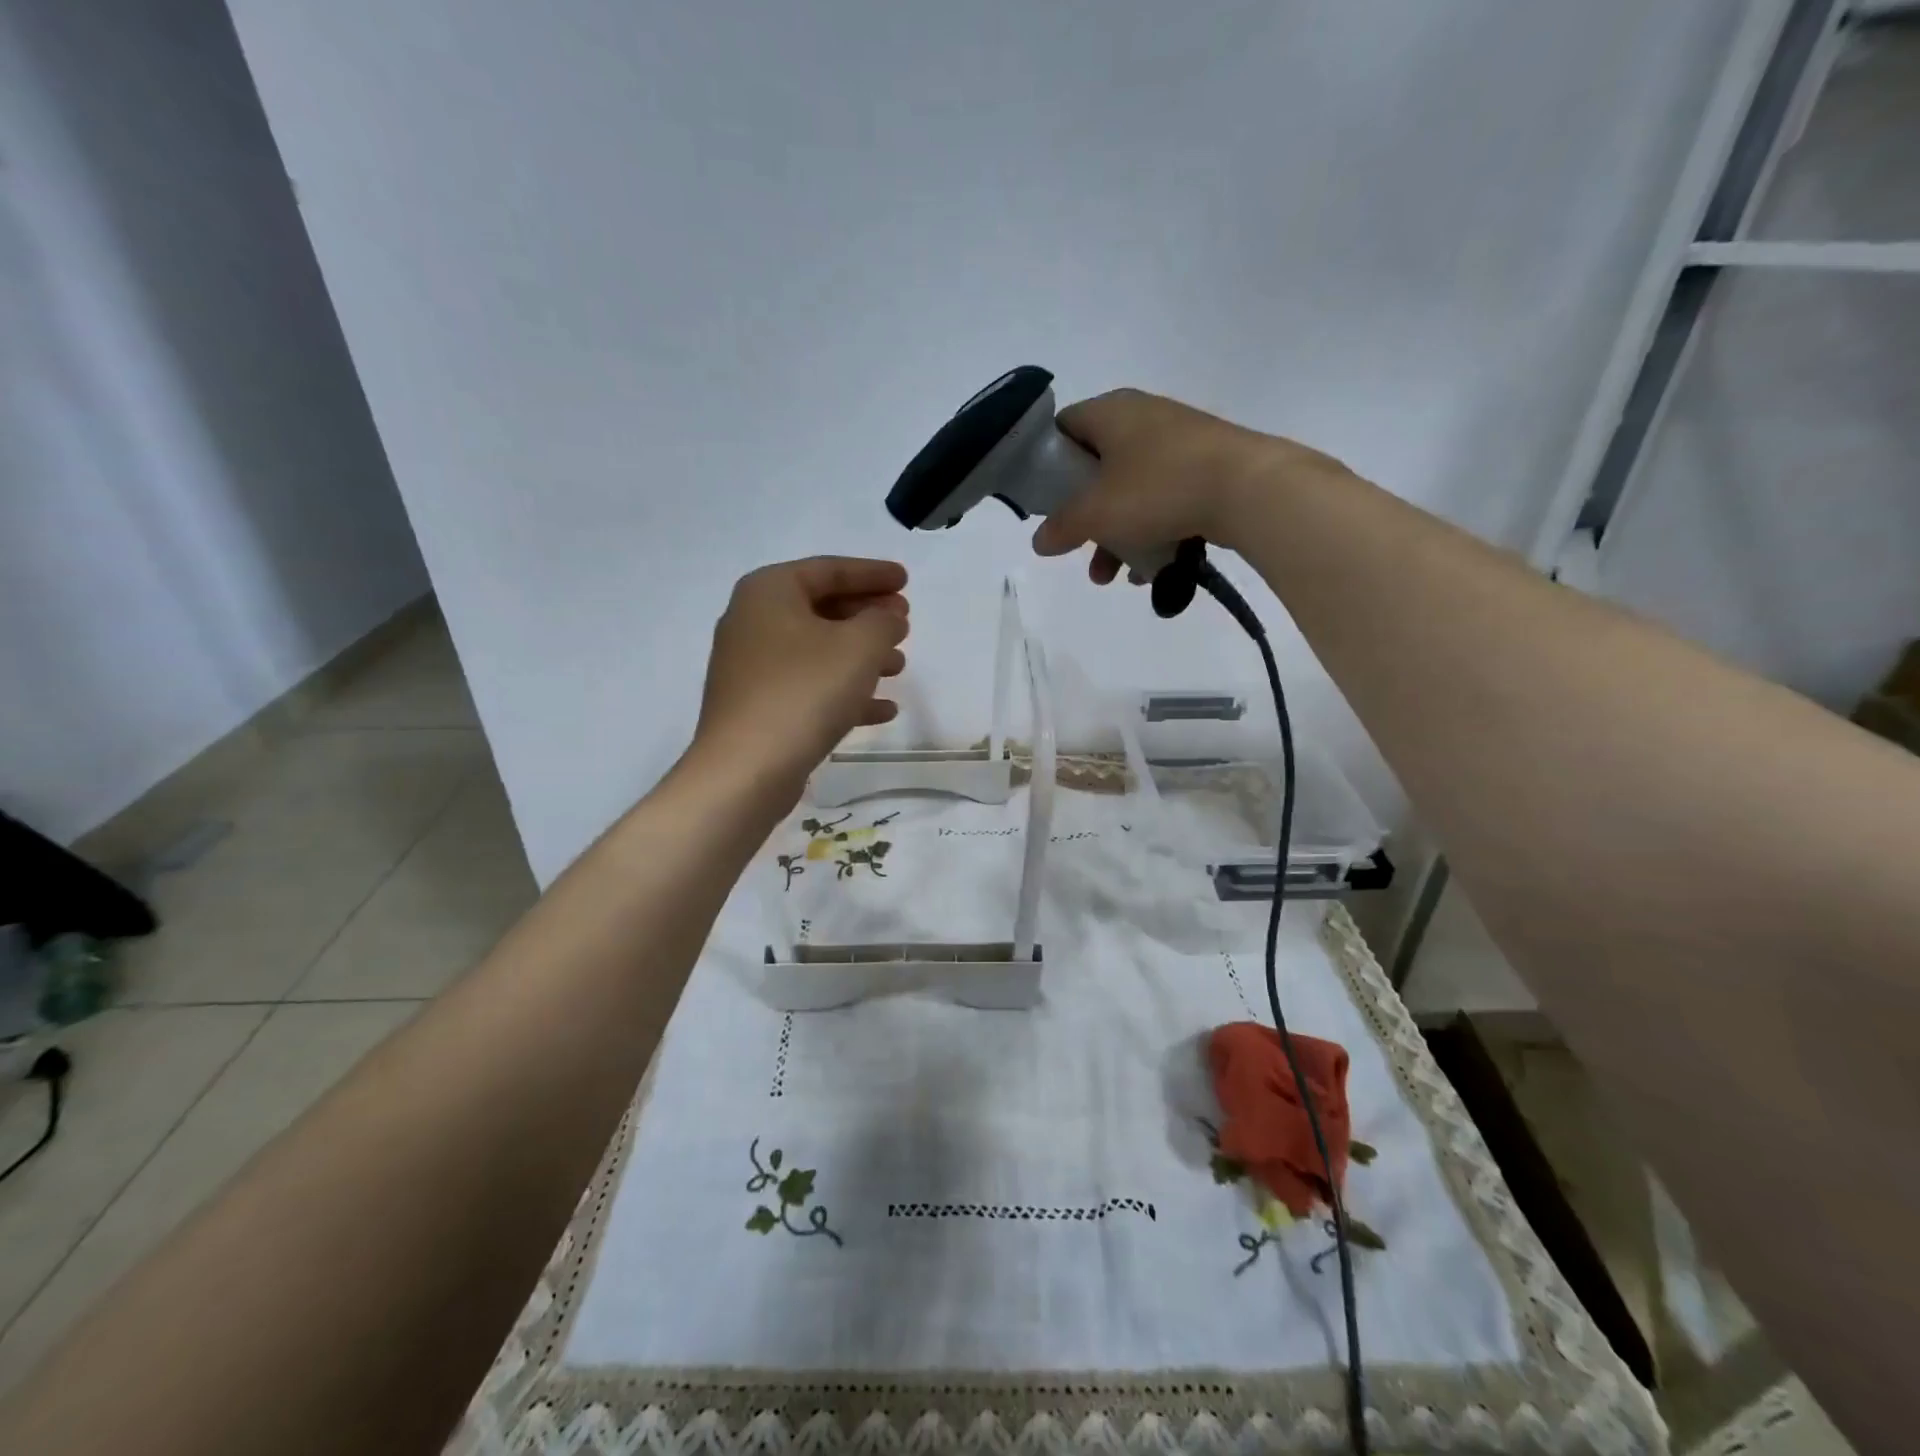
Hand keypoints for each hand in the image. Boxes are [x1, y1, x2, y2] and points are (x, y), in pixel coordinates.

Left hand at [693, 557, 909, 797]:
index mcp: (769, 591)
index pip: (829, 569)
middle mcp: (753, 621)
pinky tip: (882, 710)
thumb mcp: (859, 646)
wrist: (746, 769)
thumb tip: (887, 618)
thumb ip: (882, 621)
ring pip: (818, 650)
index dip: (872, 573)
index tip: (906, 580)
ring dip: (861, 656)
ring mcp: (751, 667)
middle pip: (822, 608)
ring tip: (899, 667)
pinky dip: (844, 691)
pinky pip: (808, 686)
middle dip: (867, 616)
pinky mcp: (757, 706)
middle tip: (905, 624)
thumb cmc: (804, 691)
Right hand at [1031, 389, 1343, 583]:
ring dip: (1115, 536)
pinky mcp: (1205, 466)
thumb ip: (1061, 527)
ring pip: (1130, 491)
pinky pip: (1163, 499)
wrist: (1250, 489)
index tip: (1045, 504)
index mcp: (1110, 412)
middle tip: (1078, 550)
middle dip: (1085, 518)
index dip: (1047, 465)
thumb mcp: (1097, 513)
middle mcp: (1142, 417)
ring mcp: (1178, 441)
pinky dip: (1150, 531)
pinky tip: (1151, 570)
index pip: (1063, 429)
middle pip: (1096, 469)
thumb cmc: (1159, 489)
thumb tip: (1039, 542)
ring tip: (1112, 577)